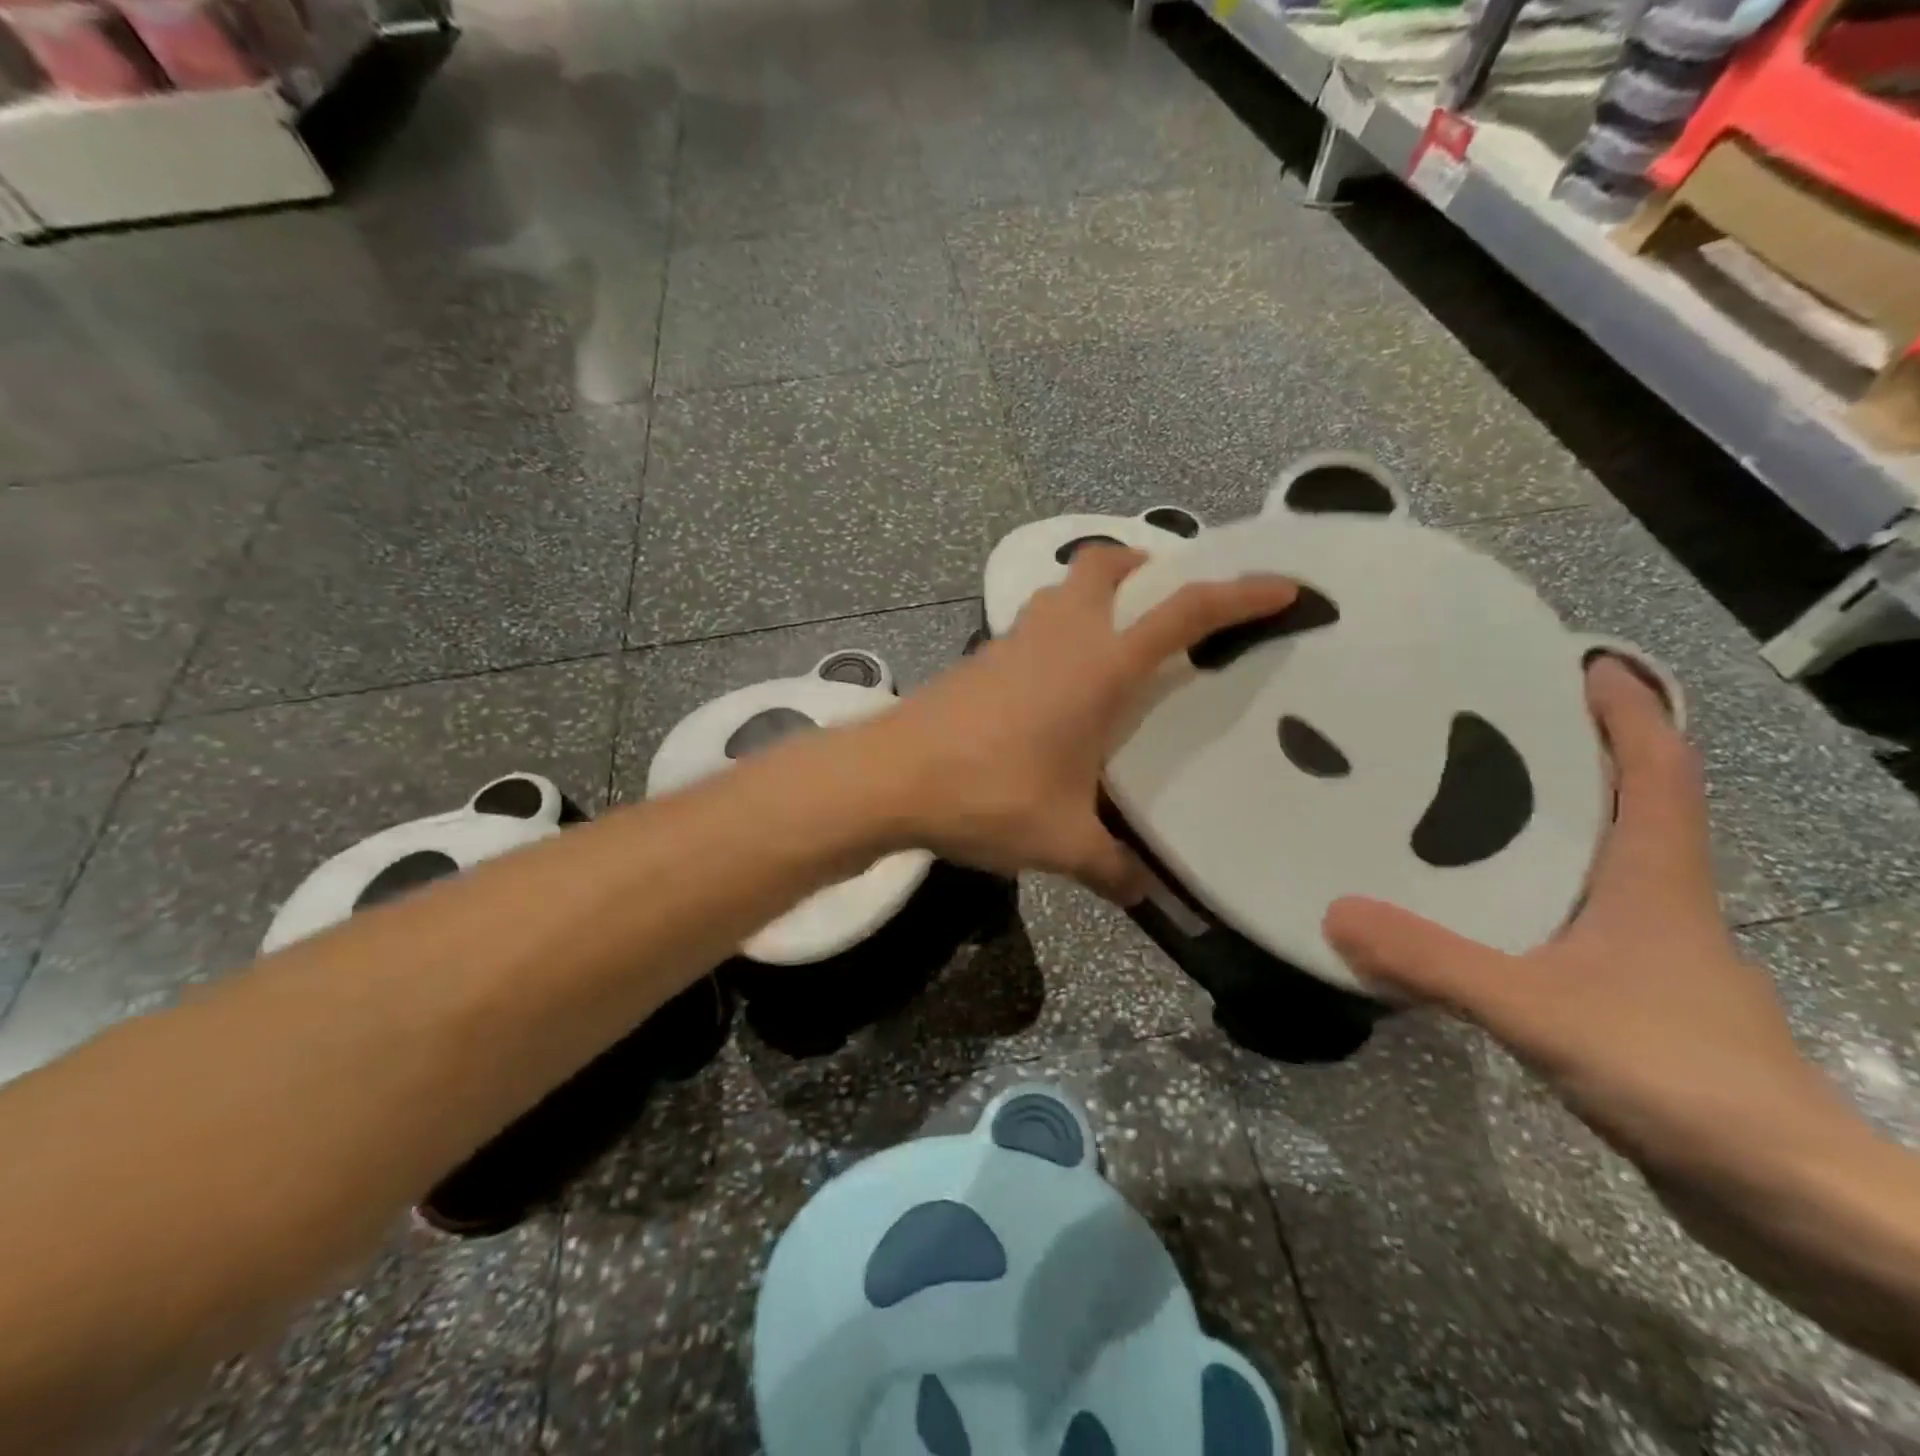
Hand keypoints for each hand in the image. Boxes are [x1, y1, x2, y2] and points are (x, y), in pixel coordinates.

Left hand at [873, 546, 1297, 902]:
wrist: (890, 777)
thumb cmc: (987, 795)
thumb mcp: (1061, 841)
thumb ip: (1112, 867)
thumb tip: (1145, 893)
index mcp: (1099, 666)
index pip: (1184, 613)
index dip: (1239, 594)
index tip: (1282, 585)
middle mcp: (1061, 636)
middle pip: (1108, 564)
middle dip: (1148, 565)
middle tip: (1172, 601)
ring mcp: (1014, 639)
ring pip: (1065, 588)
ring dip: (1099, 593)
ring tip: (1120, 638)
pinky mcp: (981, 656)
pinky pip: (1036, 621)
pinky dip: (1061, 627)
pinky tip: (1060, 680)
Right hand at [1323, 658, 1854, 1188]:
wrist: (1784, 1201)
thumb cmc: (1681, 1076)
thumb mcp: (1540, 1010)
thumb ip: (1435, 961)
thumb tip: (1334, 913)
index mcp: (1656, 878)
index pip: (1656, 768)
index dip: (1627, 707)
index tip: (1578, 659)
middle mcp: (1656, 900)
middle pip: (1621, 803)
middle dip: (1565, 753)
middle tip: (1478, 723)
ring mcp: (1647, 952)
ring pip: (1589, 863)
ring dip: (1537, 825)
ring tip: (1450, 802)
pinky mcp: (1628, 997)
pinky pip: (1563, 917)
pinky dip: (1521, 893)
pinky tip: (1464, 906)